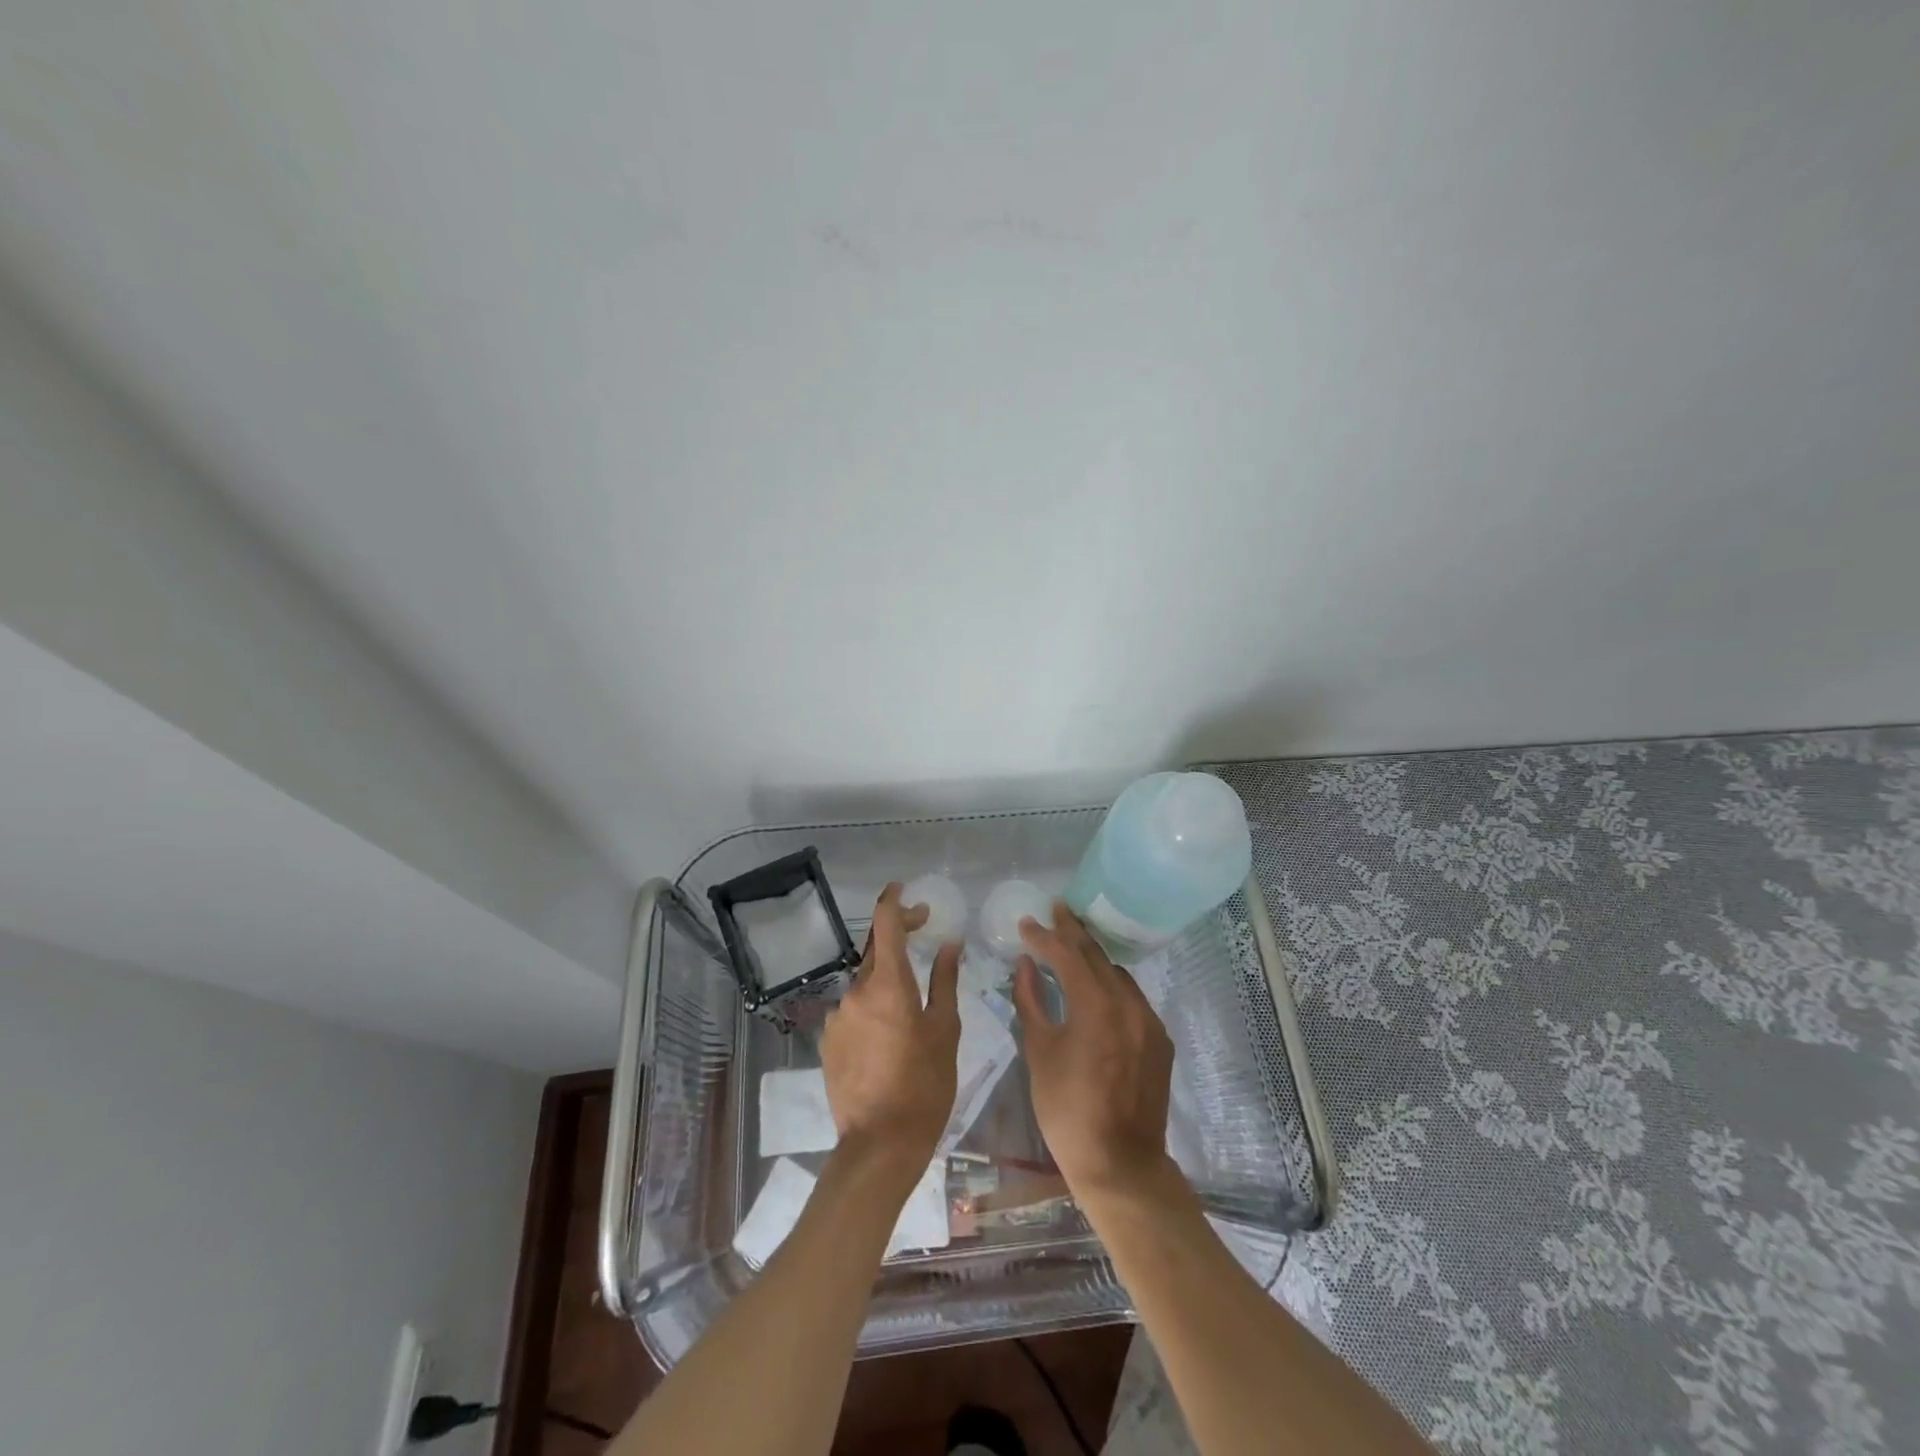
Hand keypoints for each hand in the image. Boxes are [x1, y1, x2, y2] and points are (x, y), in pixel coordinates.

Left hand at [820, 883, 961, 1179]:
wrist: (879, 1145)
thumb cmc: (925, 1085)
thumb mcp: (945, 1030)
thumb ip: (945, 980)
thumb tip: (949, 943)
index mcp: (888, 984)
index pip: (885, 924)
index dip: (893, 901)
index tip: (904, 888)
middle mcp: (856, 992)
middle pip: (875, 953)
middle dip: (898, 939)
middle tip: (924, 935)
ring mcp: (838, 1017)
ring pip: (865, 985)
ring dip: (886, 982)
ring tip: (911, 1008)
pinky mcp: (828, 1041)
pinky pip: (854, 1011)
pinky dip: (872, 1009)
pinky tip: (889, 1037)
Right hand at [1012, 902, 1176, 1201]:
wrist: (1121, 1164)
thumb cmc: (1067, 1111)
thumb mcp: (1039, 1052)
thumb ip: (1031, 1001)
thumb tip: (1025, 965)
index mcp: (1095, 1005)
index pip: (1067, 955)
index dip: (1044, 936)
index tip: (1026, 922)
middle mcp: (1128, 1003)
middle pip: (1097, 956)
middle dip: (1073, 931)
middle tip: (1056, 909)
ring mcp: (1149, 1021)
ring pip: (1117, 974)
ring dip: (1093, 958)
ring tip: (1072, 946)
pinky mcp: (1159, 1040)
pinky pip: (1132, 998)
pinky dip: (1111, 985)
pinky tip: (1096, 989)